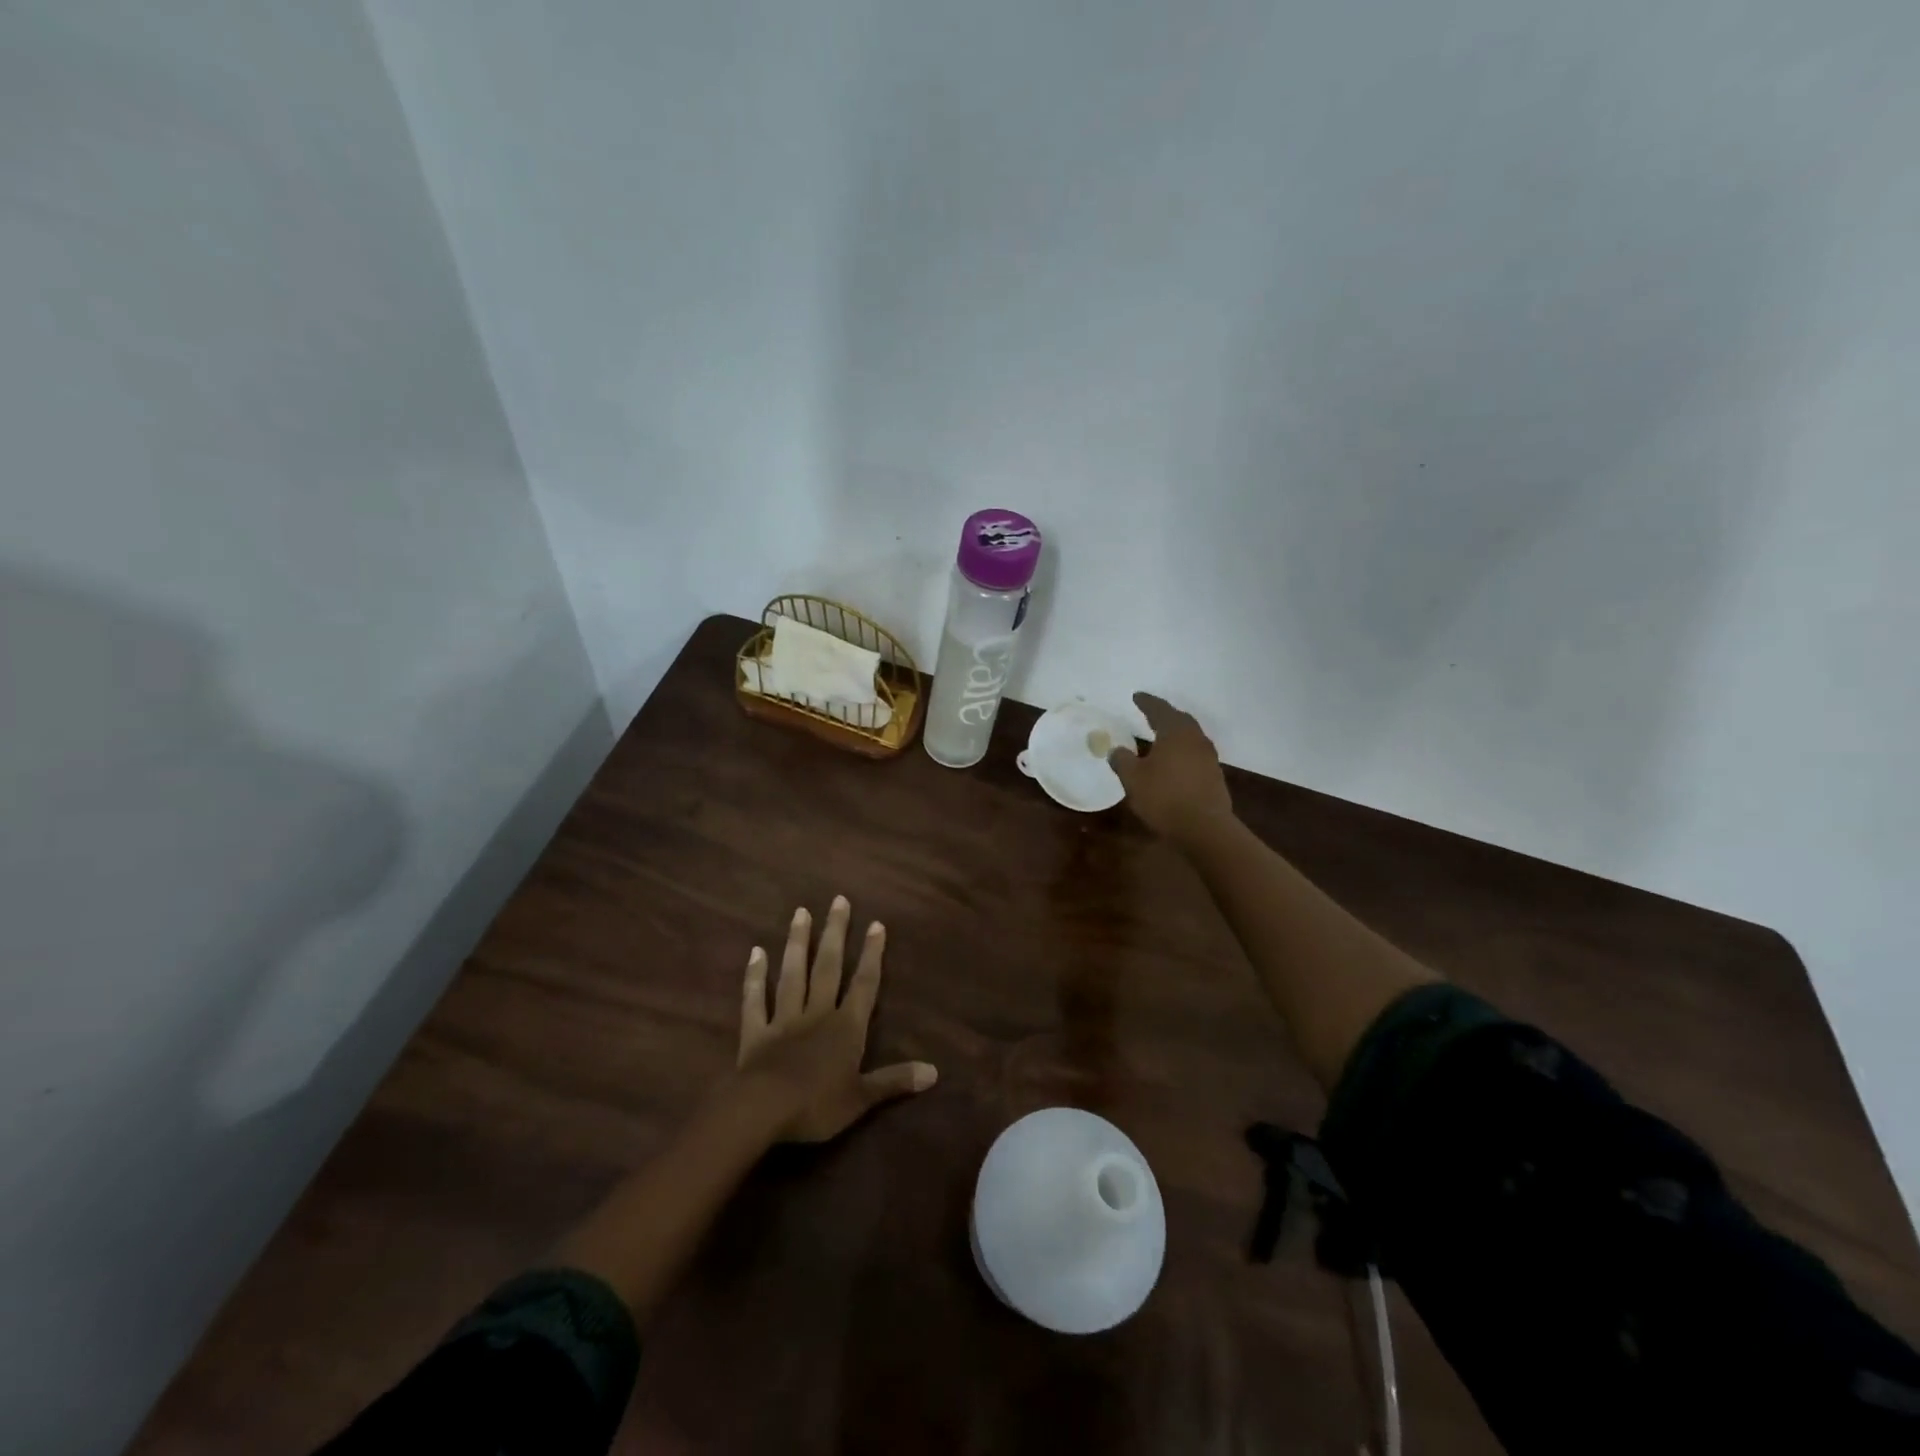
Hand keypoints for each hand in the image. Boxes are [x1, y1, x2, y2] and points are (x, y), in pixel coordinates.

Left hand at [733, 897, 936, 1142]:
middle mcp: (817, 1013)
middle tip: (838, 900)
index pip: (864, 984)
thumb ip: (895, 1080)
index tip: (876, 924)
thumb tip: (935, 1071)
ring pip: (793, 974)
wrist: (763, 1111)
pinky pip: (756, 1000)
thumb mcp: (862, 1098)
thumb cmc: (817, 1105)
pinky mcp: (756, 1032)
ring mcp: (785, 1019)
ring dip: (798, 943)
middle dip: (835, 933)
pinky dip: (755, 977)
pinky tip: (755, 953)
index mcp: (846, 1027)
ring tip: (801, 912)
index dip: (872, 954)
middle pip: (828, 967)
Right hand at [1109, 692, 1234, 845]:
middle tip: (1151, 713)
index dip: (1146, 702)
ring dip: (1175, 733)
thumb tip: (1116, 750)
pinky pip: (1195, 753)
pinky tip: (1174, 761)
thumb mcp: (1133, 779)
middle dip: (1164, 715)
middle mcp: (1195, 739)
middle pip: (1180, 719)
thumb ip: (1122, 761)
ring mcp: (1208, 757)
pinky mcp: (1214, 775)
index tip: (1137, 696)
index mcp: (1175, 732)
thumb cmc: (1164, 797)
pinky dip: (1182, 751)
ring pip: (1190, 736)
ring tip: (1162, 736)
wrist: (1204, 828)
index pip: (1159, 710)